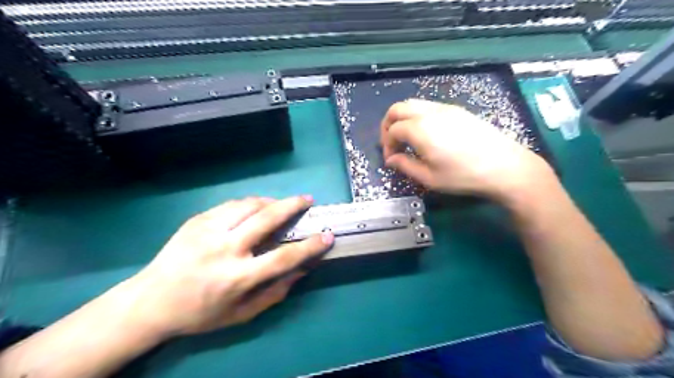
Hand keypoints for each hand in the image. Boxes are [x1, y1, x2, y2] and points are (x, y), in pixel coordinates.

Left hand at [122, 196, 331, 336]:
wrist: (151, 301)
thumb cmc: (200, 313)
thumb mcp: (242, 314)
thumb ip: (276, 292)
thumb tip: (303, 269)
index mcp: (237, 278)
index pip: (283, 257)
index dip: (310, 246)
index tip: (327, 236)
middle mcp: (224, 250)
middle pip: (266, 219)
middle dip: (292, 205)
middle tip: (307, 199)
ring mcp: (207, 231)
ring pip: (249, 205)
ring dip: (271, 201)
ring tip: (282, 204)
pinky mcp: (197, 221)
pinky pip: (231, 205)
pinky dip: (250, 204)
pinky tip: (255, 208)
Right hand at [378, 100, 552, 200]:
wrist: (504, 166)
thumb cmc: (463, 176)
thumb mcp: (429, 178)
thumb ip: (405, 166)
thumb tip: (391, 159)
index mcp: (420, 130)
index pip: (392, 130)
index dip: (386, 144)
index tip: (391, 159)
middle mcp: (429, 113)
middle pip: (397, 108)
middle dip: (388, 124)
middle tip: (392, 143)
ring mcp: (445, 108)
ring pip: (413, 104)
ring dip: (403, 119)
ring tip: (407, 139)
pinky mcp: (457, 110)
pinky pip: (429, 106)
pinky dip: (418, 116)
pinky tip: (426, 134)